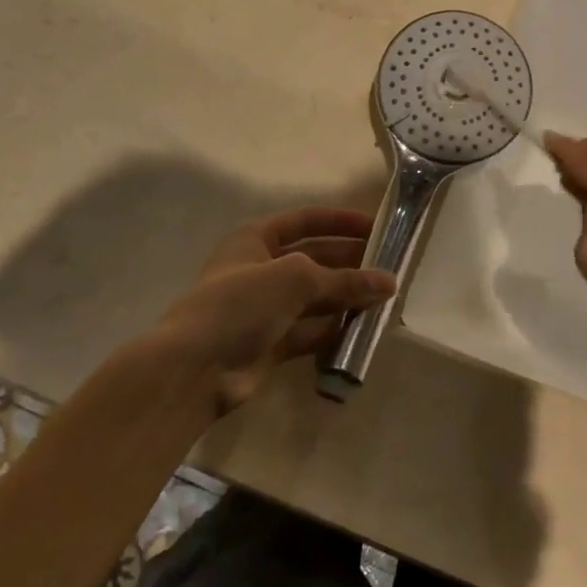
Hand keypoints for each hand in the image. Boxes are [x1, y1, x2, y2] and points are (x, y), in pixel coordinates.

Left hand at [145, 207, 396, 414]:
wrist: (196, 367)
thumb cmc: (241, 303)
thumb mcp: (295, 278)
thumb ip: (344, 279)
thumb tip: (389, 282)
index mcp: (255, 237)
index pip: (306, 220)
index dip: (341, 221)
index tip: (379, 227)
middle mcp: (261, 267)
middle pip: (315, 258)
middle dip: (350, 262)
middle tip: (390, 267)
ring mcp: (265, 307)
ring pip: (315, 296)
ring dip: (347, 296)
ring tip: (386, 298)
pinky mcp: (271, 342)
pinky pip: (311, 329)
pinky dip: (335, 328)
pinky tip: (364, 327)